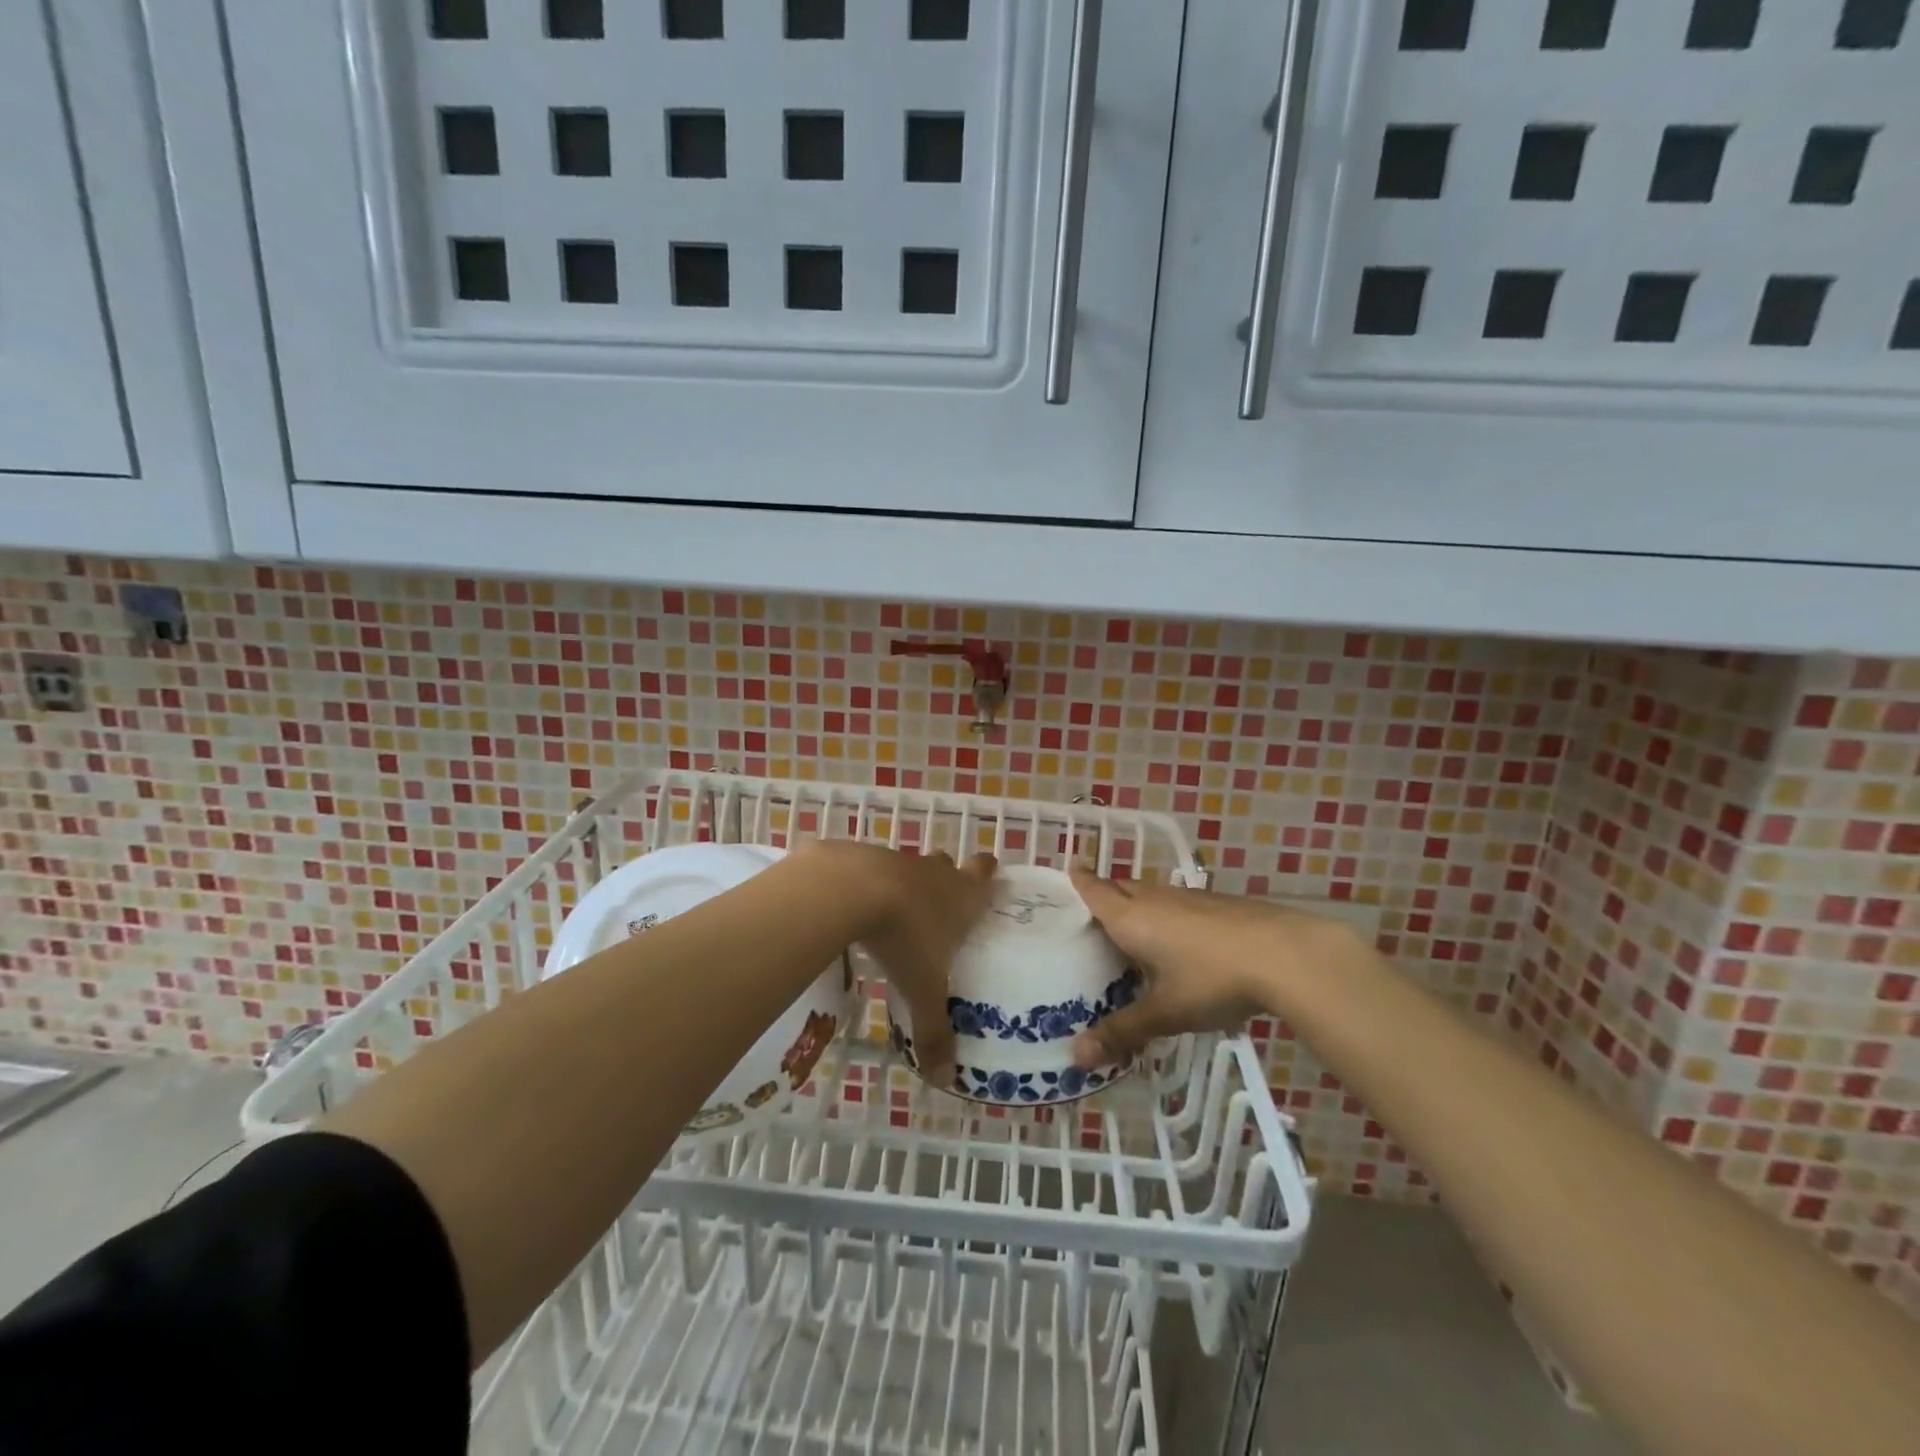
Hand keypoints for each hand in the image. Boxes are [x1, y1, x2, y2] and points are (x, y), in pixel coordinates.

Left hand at [798, 841, 996, 1083]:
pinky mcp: (860, 856)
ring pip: (909, 868)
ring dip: (905, 886)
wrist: (848, 889)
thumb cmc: (904, 936)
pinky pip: (870, 870)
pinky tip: (854, 910)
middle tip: (939, 908)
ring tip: (894, 916)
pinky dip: (867, 886)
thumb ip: (934, 1031)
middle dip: (946, 880)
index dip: (987, 874)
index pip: (984, 873)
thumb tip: (944, 1078)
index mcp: (961, 895)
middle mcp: (934, 872)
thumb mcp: (922, 990)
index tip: (988, 879)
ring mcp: (897, 860)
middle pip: (947, 865)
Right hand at [1069, 869, 1345, 1066]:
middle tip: (1089, 920)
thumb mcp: (1165, 1012)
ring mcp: (1188, 897)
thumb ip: (1122, 1032)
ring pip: (1149, 894)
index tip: (1066, 875)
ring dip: (1135, 906)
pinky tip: (1176, 943)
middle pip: (1119, 887)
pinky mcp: (1216, 904)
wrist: (1285, 954)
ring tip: (1128, 934)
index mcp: (1131, 917)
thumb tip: (1076, 1057)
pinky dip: (1164, 915)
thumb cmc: (1213, 979)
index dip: (1077, 881)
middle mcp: (1154, 898)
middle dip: (1103, 895)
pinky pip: (1175, 903)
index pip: (1094, 890)